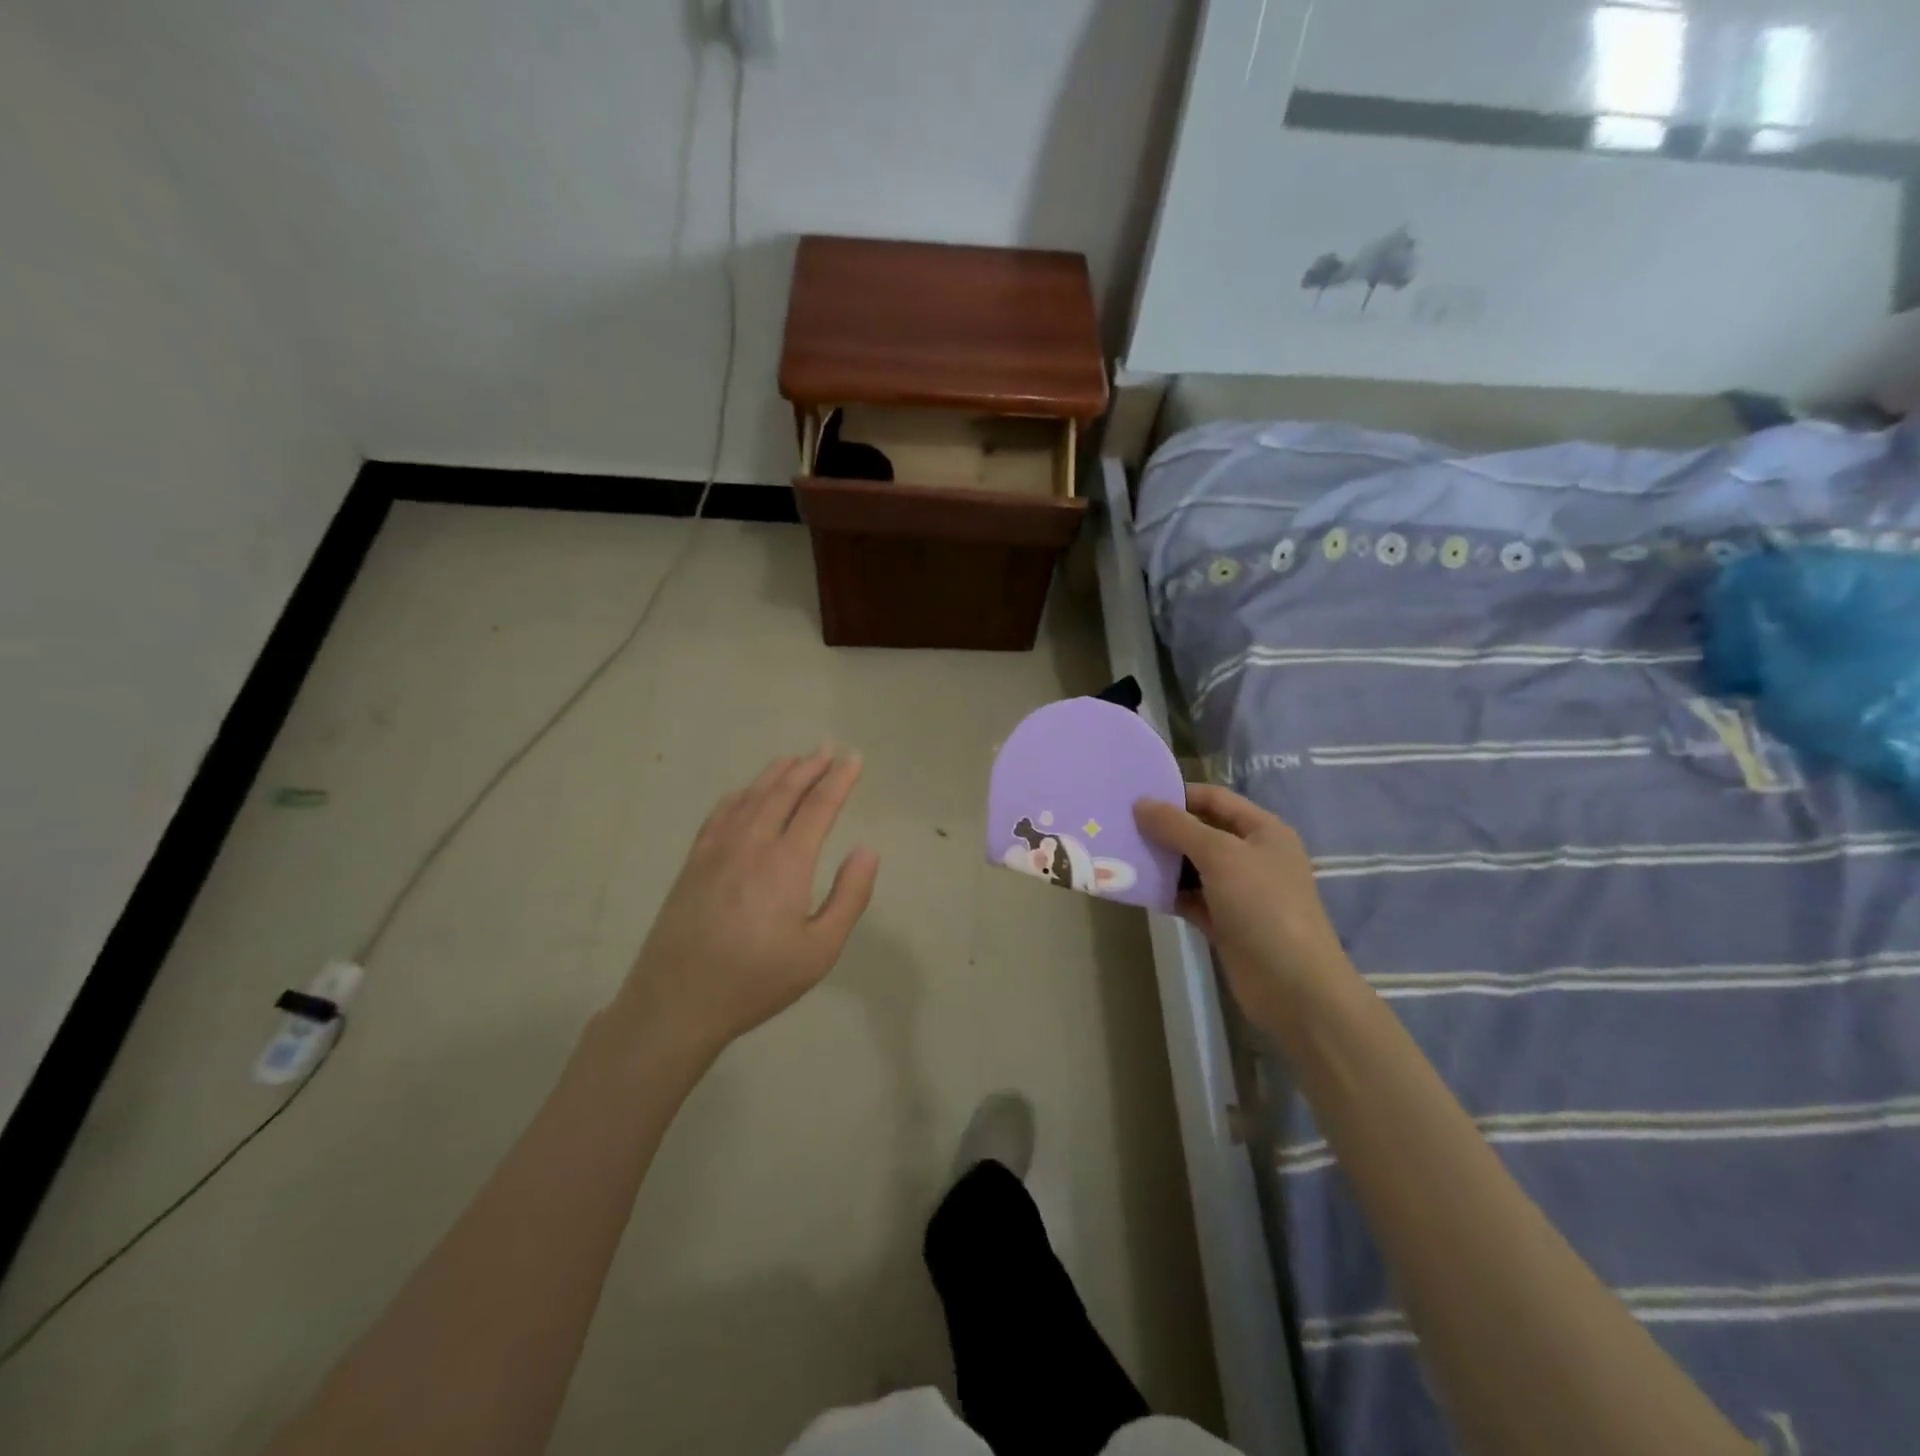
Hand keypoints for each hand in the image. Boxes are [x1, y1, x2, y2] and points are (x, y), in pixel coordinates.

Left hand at [618, 750, 879, 1058]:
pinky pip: (721, 812)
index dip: (839, 779)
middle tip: (829, 750)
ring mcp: (717, 849)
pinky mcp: (694, 861)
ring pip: (752, 796)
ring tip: (796, 759)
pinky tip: (747, 791)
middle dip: (810, 766)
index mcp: (787, 862)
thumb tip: (867, 850)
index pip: (819, 806)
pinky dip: (741, 793)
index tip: (854, 759)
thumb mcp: (819, 951)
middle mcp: (752, 843)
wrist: (677, 1001)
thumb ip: (849, 897)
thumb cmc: (756, 980)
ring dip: (777, 773)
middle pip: (784, 791)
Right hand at [1135, 784, 1352, 1031]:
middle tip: (1120, 825)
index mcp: (1263, 831)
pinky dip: (1167, 893)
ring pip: (1192, 867)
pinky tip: (1137, 887)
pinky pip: (1189, 898)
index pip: (1215, 799)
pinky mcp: (1224, 922)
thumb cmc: (1263, 906)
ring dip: (1162, 861)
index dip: (1178, 794)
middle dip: (1164, 829)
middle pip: (1201, 832)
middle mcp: (1252, 856)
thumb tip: (1140, 803)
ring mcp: (1238, 891)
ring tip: (1120, 853)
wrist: (1293, 985)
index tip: (1135, 796)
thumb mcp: (1220, 855)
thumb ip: (1178, 827)